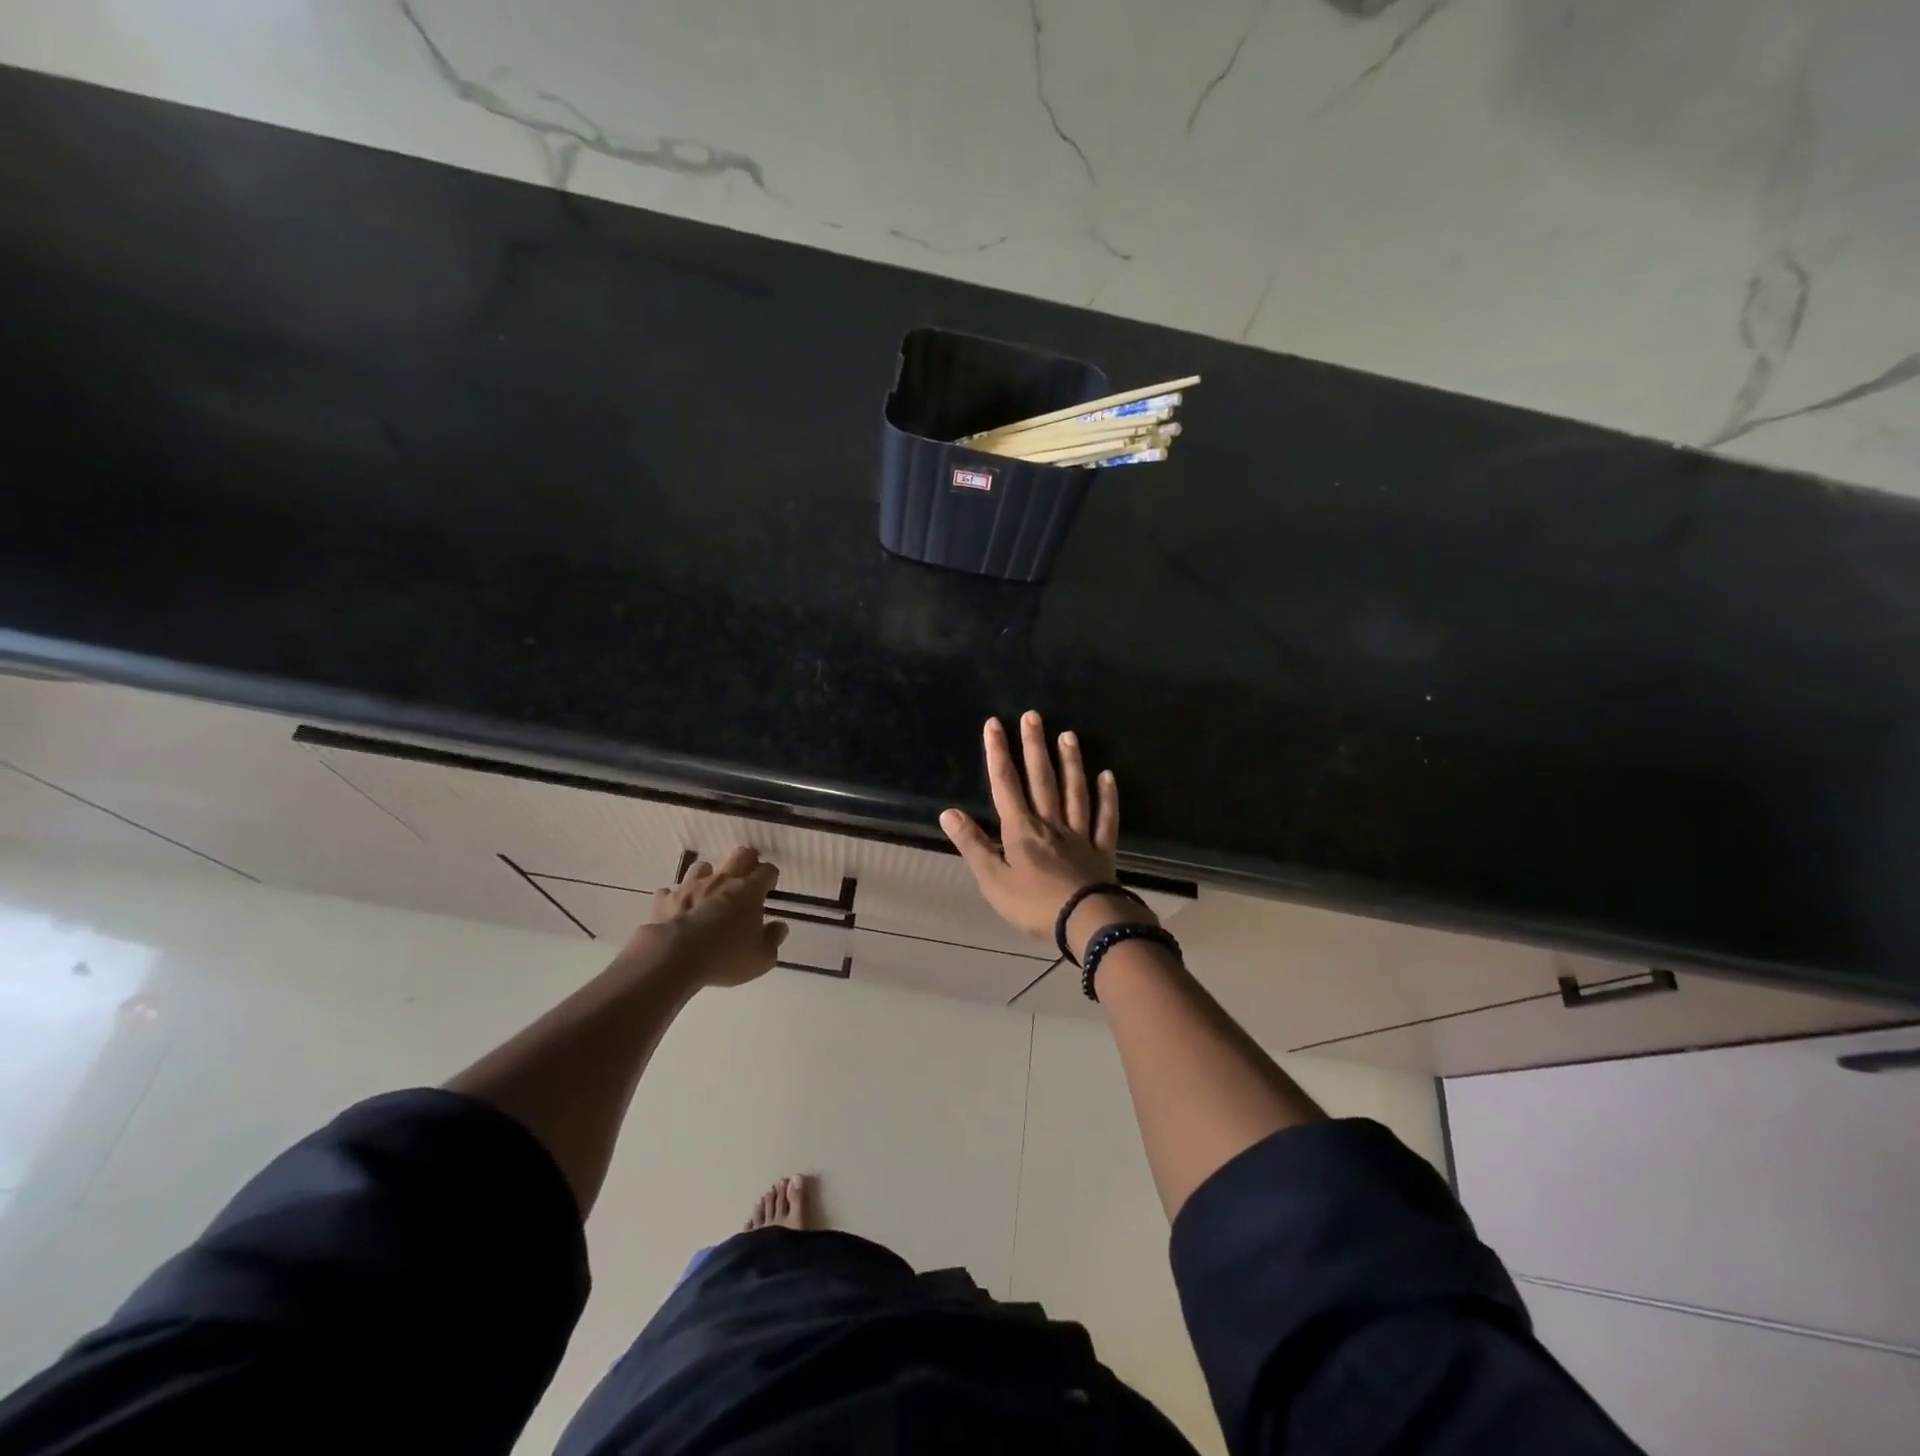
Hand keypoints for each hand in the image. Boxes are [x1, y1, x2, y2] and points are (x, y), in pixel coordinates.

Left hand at [636, 846, 788, 987]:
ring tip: (709, 893)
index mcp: (749, 890)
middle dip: (747, 862)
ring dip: (708, 877)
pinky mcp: (665, 899)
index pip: (767, 871)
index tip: (770, 887)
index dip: (770, 877)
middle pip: (740, 855)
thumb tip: (779, 927)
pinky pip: (671, 891)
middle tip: (747, 879)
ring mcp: (690, 886)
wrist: (673, 957)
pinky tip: (678, 910)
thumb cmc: (725, 956)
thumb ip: (773, 939)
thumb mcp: (761, 958)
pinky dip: (676, 898)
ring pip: (702, 867)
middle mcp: (722, 880)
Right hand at [941, 712, 1140, 945]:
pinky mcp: (1102, 850)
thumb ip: (973, 845)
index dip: (998, 753)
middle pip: (1042, 779)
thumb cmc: (1033, 904)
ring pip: (1074, 791)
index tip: (994, 724)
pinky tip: (1108, 777)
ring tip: (1068, 734)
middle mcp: (1051, 823)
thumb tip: (948, 812)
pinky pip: (1105, 818)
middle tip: (1033, 716)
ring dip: (1070, 762)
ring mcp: (1079, 834)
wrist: (1085, 923)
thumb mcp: (992, 880)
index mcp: (1021, 830)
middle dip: (1034, 747)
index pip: (1006, 784)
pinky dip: (1107, 797)